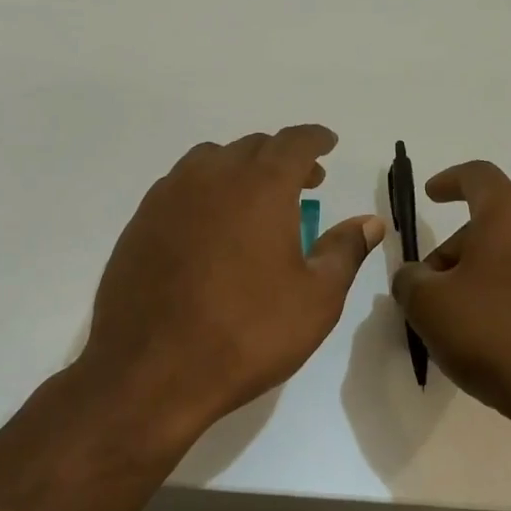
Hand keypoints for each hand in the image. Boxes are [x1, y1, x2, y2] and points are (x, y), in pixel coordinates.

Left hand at [81, 125, 384, 441]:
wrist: (150, 371)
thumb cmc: (246, 333)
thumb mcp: (315, 299)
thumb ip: (345, 250)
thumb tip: (370, 222)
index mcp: (260, 186)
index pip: (294, 142)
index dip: (316, 139)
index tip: (328, 144)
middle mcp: (212, 176)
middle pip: (253, 147)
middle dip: (283, 157)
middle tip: (305, 183)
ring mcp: (169, 196)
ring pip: (211, 160)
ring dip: (241, 169)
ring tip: (256, 201)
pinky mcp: (140, 222)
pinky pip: (181, 186)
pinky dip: (206, 189)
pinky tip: (212, 226)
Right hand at [390, 161, 510, 442]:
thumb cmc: (497, 334)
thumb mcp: (430, 307)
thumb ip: (410, 281)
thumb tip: (416, 277)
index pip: (477, 176)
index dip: (449, 181)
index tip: (432, 194)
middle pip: (497, 219)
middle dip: (460, 247)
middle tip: (434, 288)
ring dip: (491, 268)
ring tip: (468, 314)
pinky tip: (505, 330)